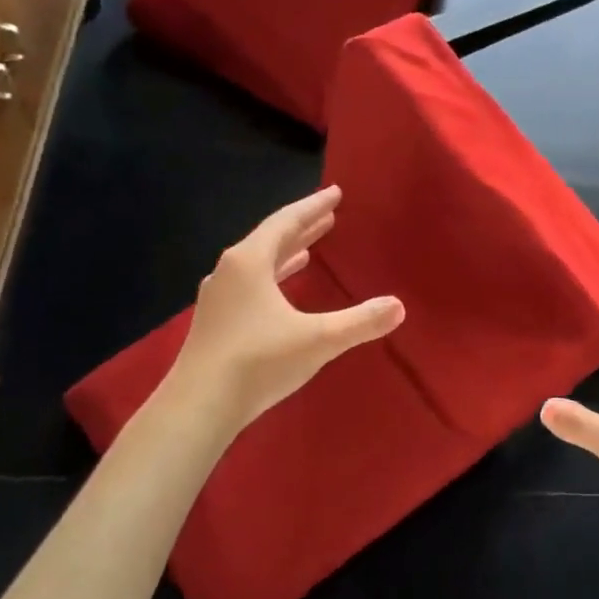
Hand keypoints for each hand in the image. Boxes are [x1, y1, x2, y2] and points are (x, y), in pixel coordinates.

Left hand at [170, 188, 403, 429]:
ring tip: (309, 249)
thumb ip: (360, 321)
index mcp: (250, 262)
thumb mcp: (318, 339)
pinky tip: (281, 292)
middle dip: (302, 227)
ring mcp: (218, 298)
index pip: (286, 222)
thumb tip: (398, 307)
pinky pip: (250, 286)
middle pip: (270, 239)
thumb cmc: (259, 361)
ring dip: (286, 254)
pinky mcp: (215, 323)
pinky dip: (272, 279)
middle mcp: (230, 272)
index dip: (313, 207)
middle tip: (329, 215)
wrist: (199, 406)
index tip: (336, 193)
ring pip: (258, 264)